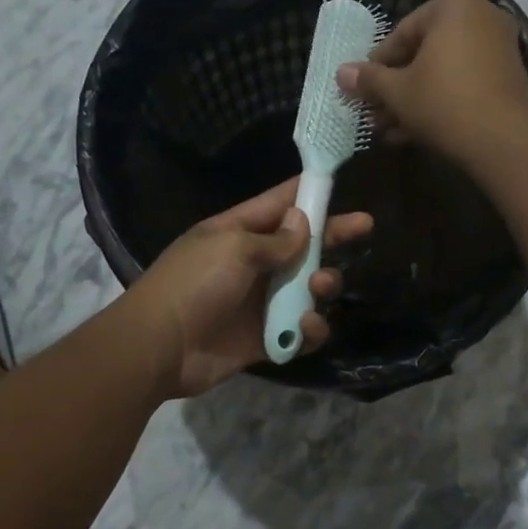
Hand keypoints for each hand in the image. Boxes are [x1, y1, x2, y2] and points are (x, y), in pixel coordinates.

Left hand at [127, 179, 373, 398]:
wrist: (161, 347)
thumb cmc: (194, 283)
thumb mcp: (233, 248)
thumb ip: (275, 240)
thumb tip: (302, 223)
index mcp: (239, 232)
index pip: (279, 204)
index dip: (309, 193)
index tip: (338, 181)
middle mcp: (254, 263)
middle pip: (302, 245)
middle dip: (333, 235)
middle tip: (366, 226)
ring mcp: (261, 302)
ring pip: (308, 288)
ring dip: (322, 285)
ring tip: (320, 286)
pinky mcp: (266, 338)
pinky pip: (301, 330)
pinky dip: (310, 329)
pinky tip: (305, 327)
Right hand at [334, 0, 527, 164]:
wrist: (504, 139)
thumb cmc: (443, 102)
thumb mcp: (397, 91)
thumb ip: (369, 79)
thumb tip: (340, 73)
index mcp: (453, 5)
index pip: (402, 33)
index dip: (377, 66)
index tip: (362, 90)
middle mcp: (481, 16)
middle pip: (424, 54)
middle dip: (396, 88)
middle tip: (374, 114)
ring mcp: (499, 47)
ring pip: (443, 73)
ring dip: (413, 101)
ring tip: (389, 131)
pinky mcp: (508, 77)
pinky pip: (464, 84)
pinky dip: (440, 103)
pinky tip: (414, 134)